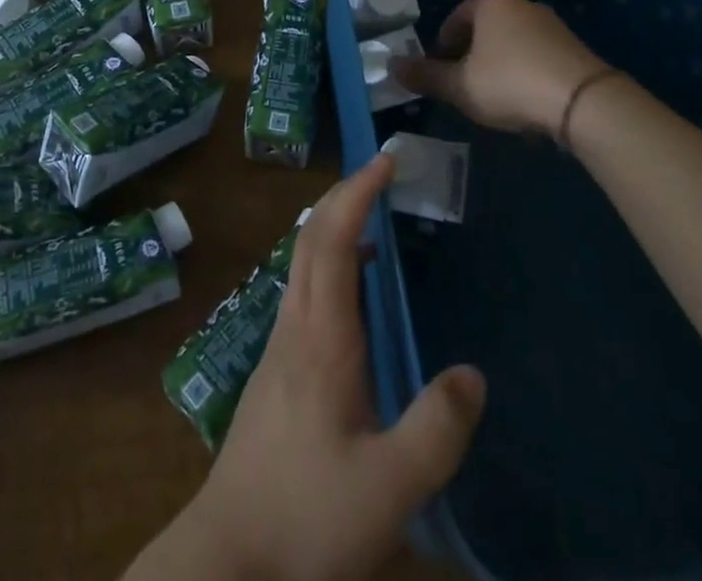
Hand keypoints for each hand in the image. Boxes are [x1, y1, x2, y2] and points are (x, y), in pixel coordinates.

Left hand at [129, 155, 485, 580]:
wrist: (229, 556)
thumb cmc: (307, 516)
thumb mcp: (389, 488)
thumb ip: (436, 430)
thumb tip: (473, 372)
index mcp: (320, 338)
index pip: (331, 238)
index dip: (356, 193)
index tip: (384, 161)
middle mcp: (295, 326)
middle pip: (310, 237)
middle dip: (343, 195)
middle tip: (381, 174)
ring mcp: (279, 346)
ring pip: (302, 262)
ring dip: (333, 227)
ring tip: (373, 221)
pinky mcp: (276, 370)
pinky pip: (303, 291)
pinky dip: (329, 264)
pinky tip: (354, 296)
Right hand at [392, 0, 606, 137]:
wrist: (585, 102)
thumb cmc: (510, 83)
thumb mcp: (460, 85)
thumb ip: (425, 76)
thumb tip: (391, 65)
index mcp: (490, 3)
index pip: (455, 18)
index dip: (442, 45)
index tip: (439, 71)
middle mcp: (521, 5)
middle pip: (485, 29)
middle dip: (470, 55)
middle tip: (462, 85)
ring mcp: (552, 25)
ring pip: (512, 43)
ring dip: (498, 66)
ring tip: (493, 98)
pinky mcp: (574, 48)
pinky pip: (537, 57)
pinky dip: (525, 74)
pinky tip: (525, 103)